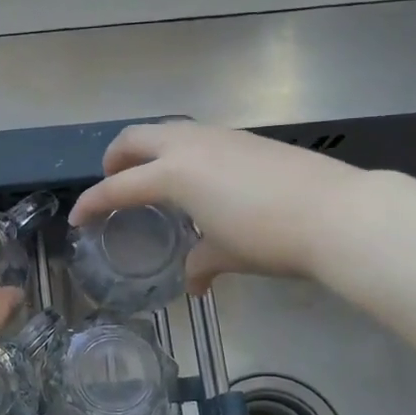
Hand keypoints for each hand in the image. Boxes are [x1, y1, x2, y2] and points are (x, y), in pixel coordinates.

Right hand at [67, 123, 369, 293]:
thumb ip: (200, 263)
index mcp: (174, 173)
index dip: (93, 203)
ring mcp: (220, 136)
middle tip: (113, 183)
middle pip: (134, 138)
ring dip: (149, 150)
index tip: (78, 218)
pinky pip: (197, 136)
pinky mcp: (246, 138)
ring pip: (168, 130)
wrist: (337, 212)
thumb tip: (193, 284)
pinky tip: (199, 178)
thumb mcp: (227, 253)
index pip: (118, 187)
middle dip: (115, 159)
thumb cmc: (269, 237)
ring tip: (154, 178)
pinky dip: (180, 151)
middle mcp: (190, 145)